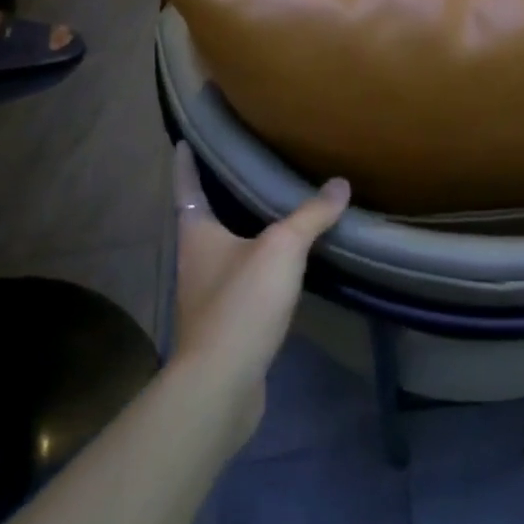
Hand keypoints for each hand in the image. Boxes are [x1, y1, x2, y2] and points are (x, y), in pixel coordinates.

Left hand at [171, 143, 348, 438]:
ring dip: (240, 230)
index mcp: (197, 234)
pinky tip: (282, 263)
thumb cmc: (241, 303)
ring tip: (270, 209)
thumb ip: (311, 215)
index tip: (184, 140)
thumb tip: (340, 183)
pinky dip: (258, 264)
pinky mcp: (225, 322)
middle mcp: (195, 260)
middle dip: (219, 194)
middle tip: (245, 167)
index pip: (186, 186)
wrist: (221, 383)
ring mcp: (207, 294)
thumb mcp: (282, 249)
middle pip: (203, 218)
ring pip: (223, 250)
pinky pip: (242, 279)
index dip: (185, 163)